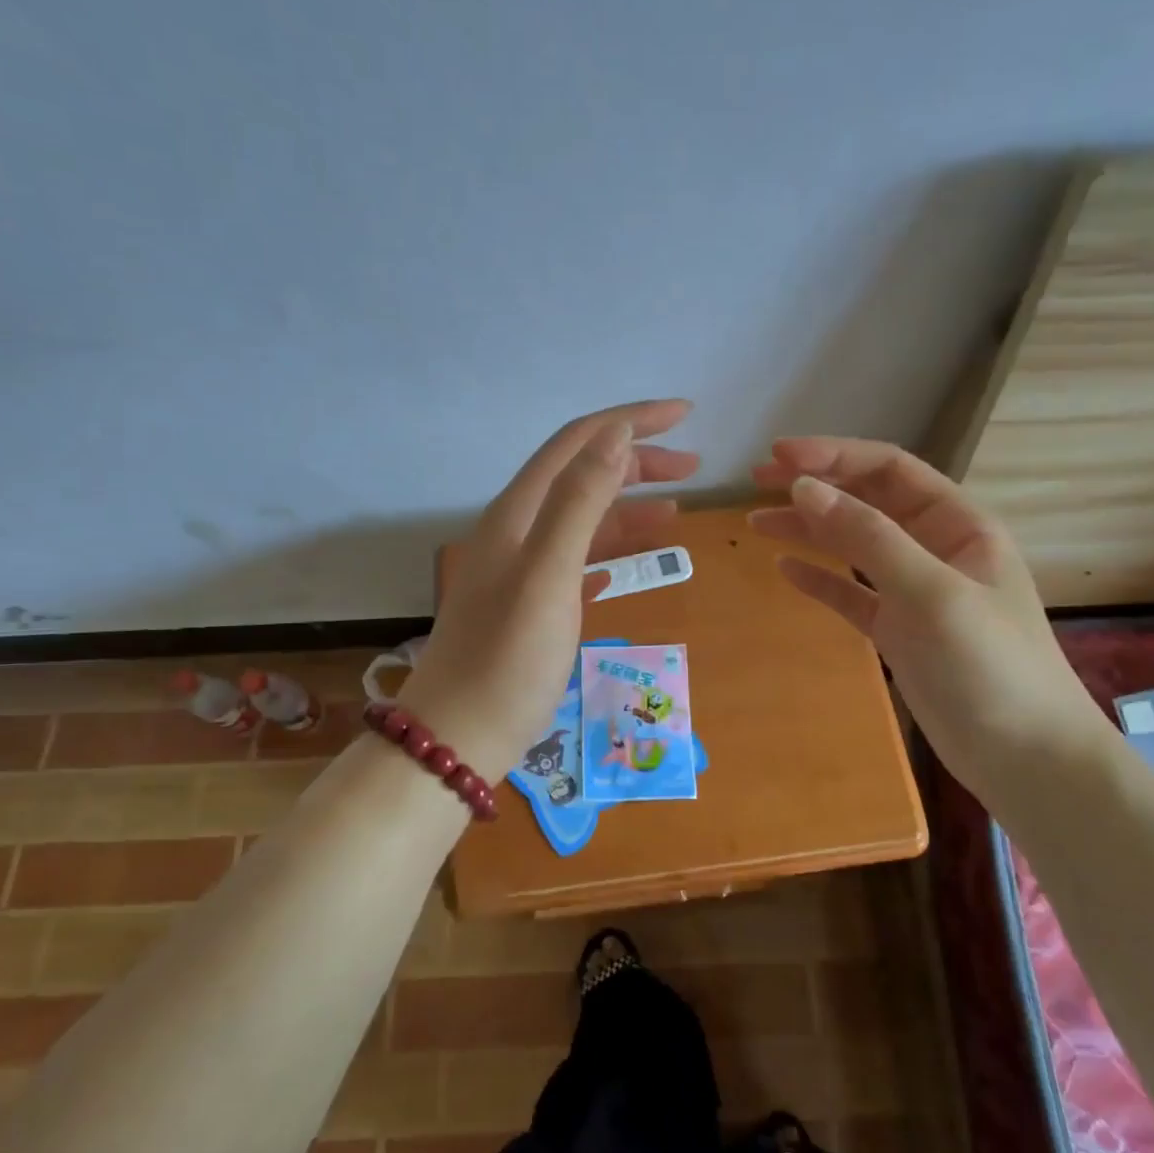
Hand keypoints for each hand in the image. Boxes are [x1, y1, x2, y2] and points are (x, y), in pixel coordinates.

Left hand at [400, 401, 699, 783]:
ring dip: (628, 507)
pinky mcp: (530, 604)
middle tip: (695, 469)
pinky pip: (577, 559)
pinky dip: (609, 549)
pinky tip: (631, 563)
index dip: (630, 421)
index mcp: (518, 513)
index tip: (686, 415)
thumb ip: (579, 501)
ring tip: (677, 511)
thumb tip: (616, 434)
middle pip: (581, 475)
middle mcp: (516, 530)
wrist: (458, 737)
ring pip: (582, 519)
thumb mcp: (548, 574)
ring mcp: (521, 569)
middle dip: (637, 462)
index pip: (578, 442)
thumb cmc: (507, 659)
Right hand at [748, 437, 1110, 790]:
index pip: (889, 470)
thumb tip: (803, 487)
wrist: (1026, 759)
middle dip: (814, 485)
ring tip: (755, 522)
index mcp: (958, 524)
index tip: (778, 456)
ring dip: (807, 529)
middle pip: (866, 501)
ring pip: (852, 545)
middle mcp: (934, 548)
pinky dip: (819, 578)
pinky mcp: (898, 631)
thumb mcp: (929, 591)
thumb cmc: (990, 665)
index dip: (834, 456)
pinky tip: (785, 569)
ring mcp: (914, 591)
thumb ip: (867, 536)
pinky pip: (850, 592)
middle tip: (756, 481)